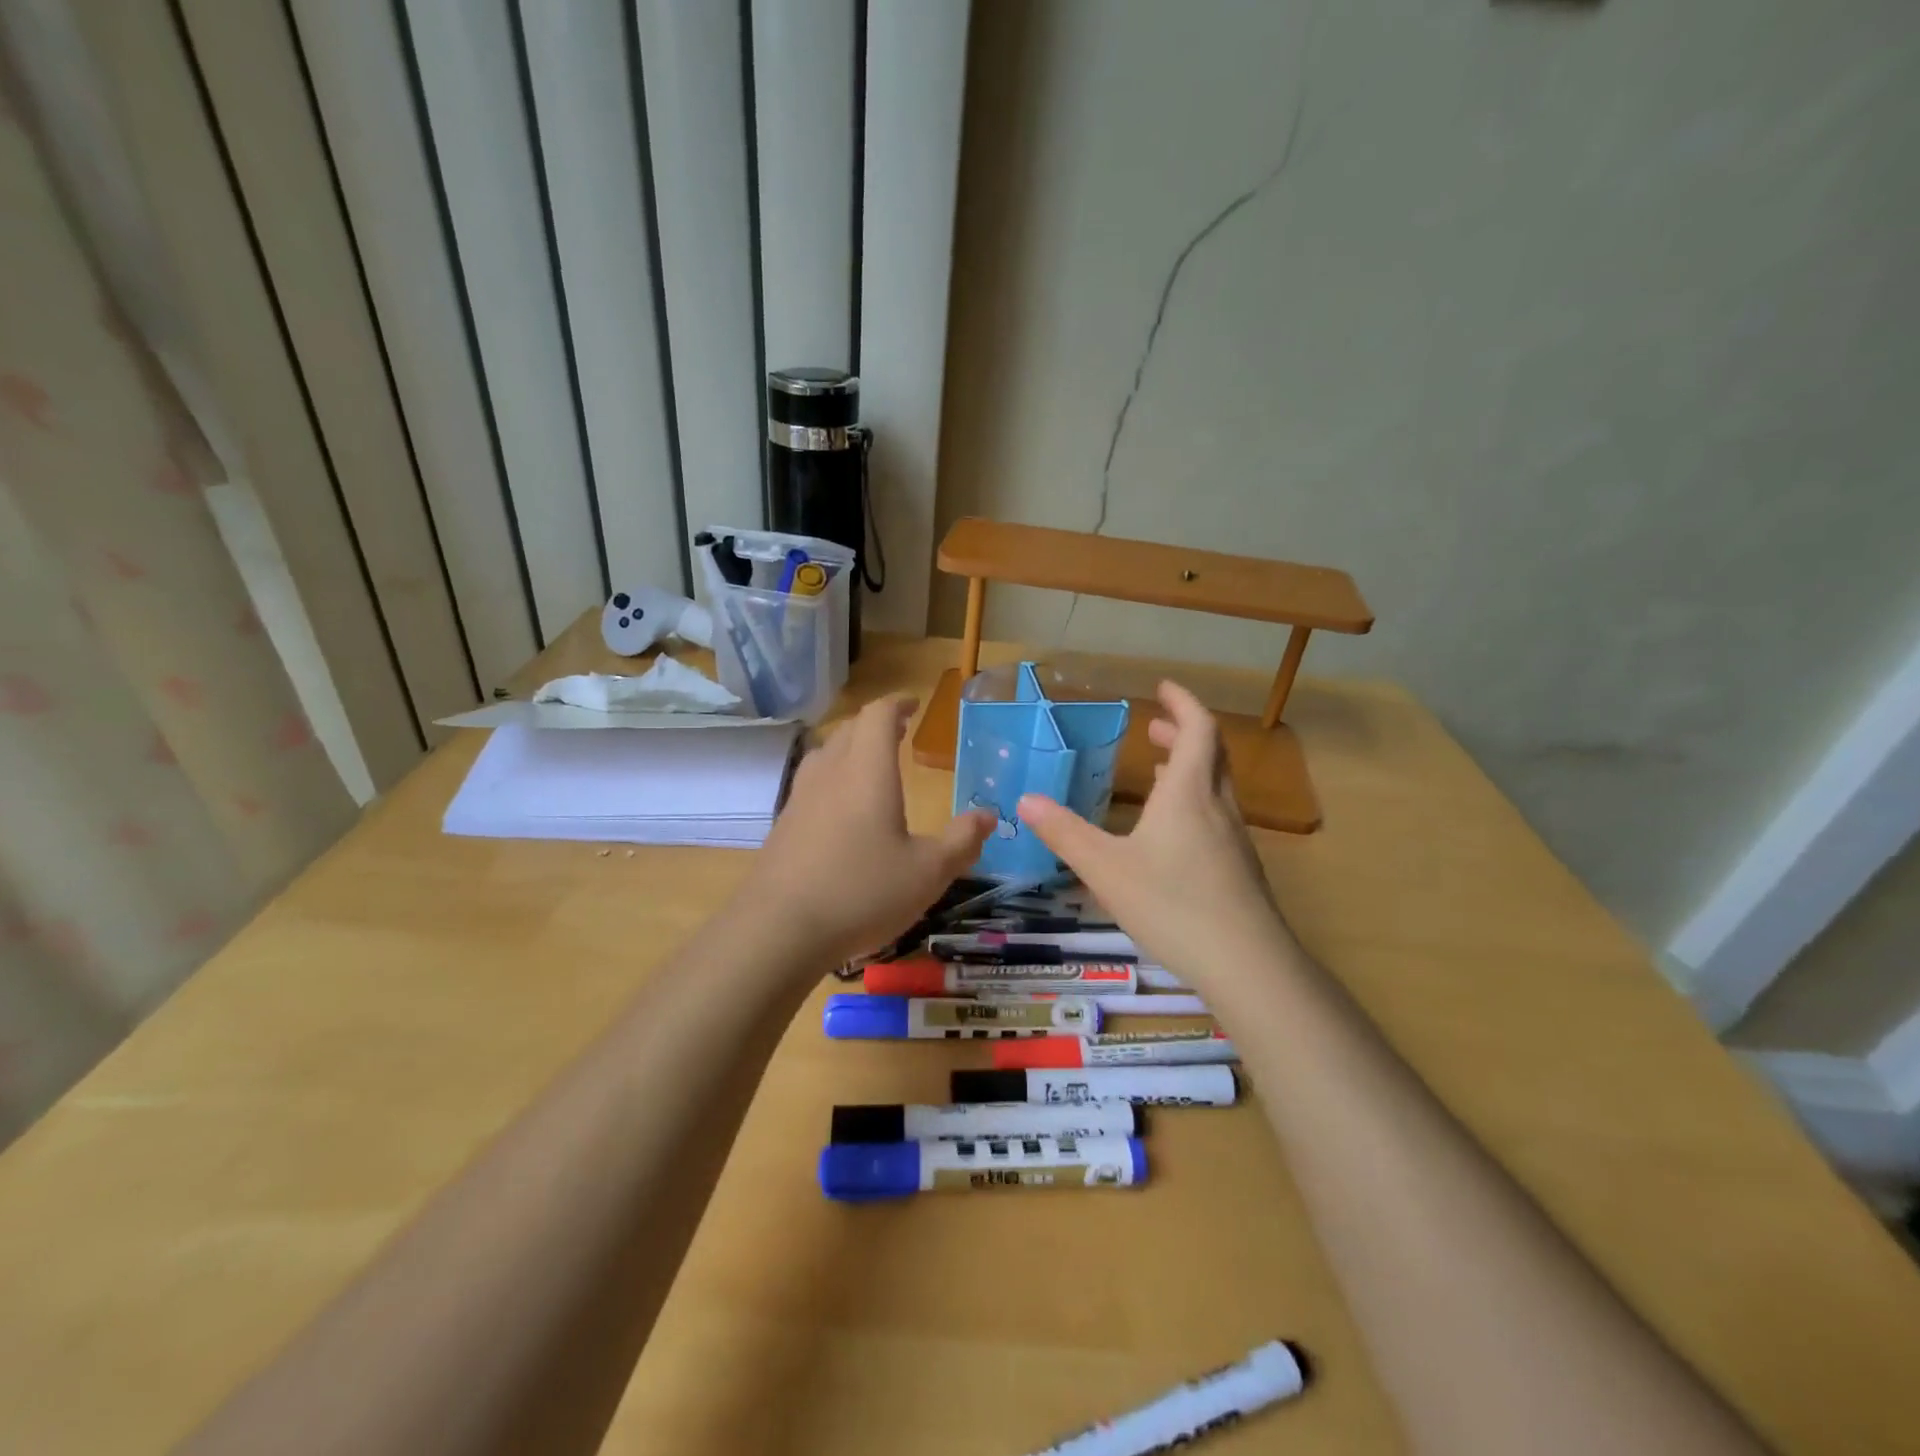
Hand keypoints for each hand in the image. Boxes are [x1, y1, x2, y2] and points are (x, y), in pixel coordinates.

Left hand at [742, 695, 992, 969]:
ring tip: (870, 765)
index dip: (896, 704)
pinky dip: (832, 779)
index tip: (913, 705)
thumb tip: (988, 815)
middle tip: (898, 732)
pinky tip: (841, 811)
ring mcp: (800, 799)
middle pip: (849, 729)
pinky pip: (811, 784)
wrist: (778, 930)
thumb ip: (961, 841)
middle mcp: (830, 773)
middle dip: (875, 725)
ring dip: (850, 749)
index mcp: (867, 771)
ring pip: (825, 754)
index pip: (877, 716)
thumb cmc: (862, 892)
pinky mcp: (783, 826)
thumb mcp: (928, 873)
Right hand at [1016, 681, 1297, 991]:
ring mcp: (1234, 839)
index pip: (1197, 729)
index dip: (1182, 703)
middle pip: (1210, 754)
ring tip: (1159, 769)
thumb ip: (1065, 833)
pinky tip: (1173, 832)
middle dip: (1183, 733)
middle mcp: (1217, 806)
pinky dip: (1194, 802)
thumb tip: (1025, 800)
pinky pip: (1216, 815)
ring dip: (1189, 768)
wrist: (1247, 964)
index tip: (1162, 688)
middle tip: (1154, 727)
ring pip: (1215, 786)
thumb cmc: (1172, 904)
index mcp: (1187, 793)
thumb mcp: (1106, 868)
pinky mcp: (1239, 869)